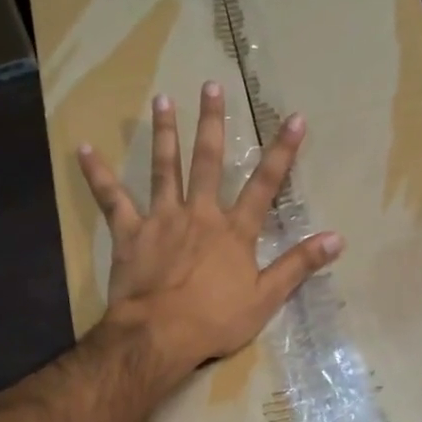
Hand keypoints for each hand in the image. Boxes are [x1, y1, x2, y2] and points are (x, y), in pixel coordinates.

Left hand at [76, 80, 341, 378]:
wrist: (159, 335)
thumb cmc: (215, 321)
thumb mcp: (266, 298)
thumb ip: (298, 265)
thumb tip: (337, 238)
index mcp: (234, 232)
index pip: (264, 185)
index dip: (282, 152)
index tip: (293, 119)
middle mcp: (200, 214)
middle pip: (207, 162)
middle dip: (212, 123)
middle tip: (211, 86)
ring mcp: (162, 219)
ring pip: (164, 168)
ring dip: (164, 132)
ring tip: (161, 99)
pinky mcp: (130, 233)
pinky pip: (112, 198)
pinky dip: (98, 174)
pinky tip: (84, 149)